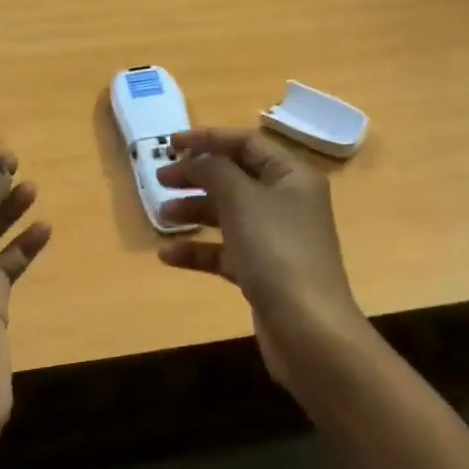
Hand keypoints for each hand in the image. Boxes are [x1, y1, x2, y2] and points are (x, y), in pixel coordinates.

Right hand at [155, 127, 374, 393]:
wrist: (307, 329)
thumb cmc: (276, 251)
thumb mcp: (241, 200)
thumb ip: (214, 170)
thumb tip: (196, 159)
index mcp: (292, 175)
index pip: (247, 143)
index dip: (208, 138)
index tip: (170, 143)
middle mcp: (287, 201)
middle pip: (236, 177)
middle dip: (197, 175)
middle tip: (161, 177)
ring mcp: (276, 239)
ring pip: (229, 214)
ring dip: (195, 210)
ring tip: (161, 214)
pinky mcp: (264, 271)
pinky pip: (226, 251)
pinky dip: (199, 249)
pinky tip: (168, 255)